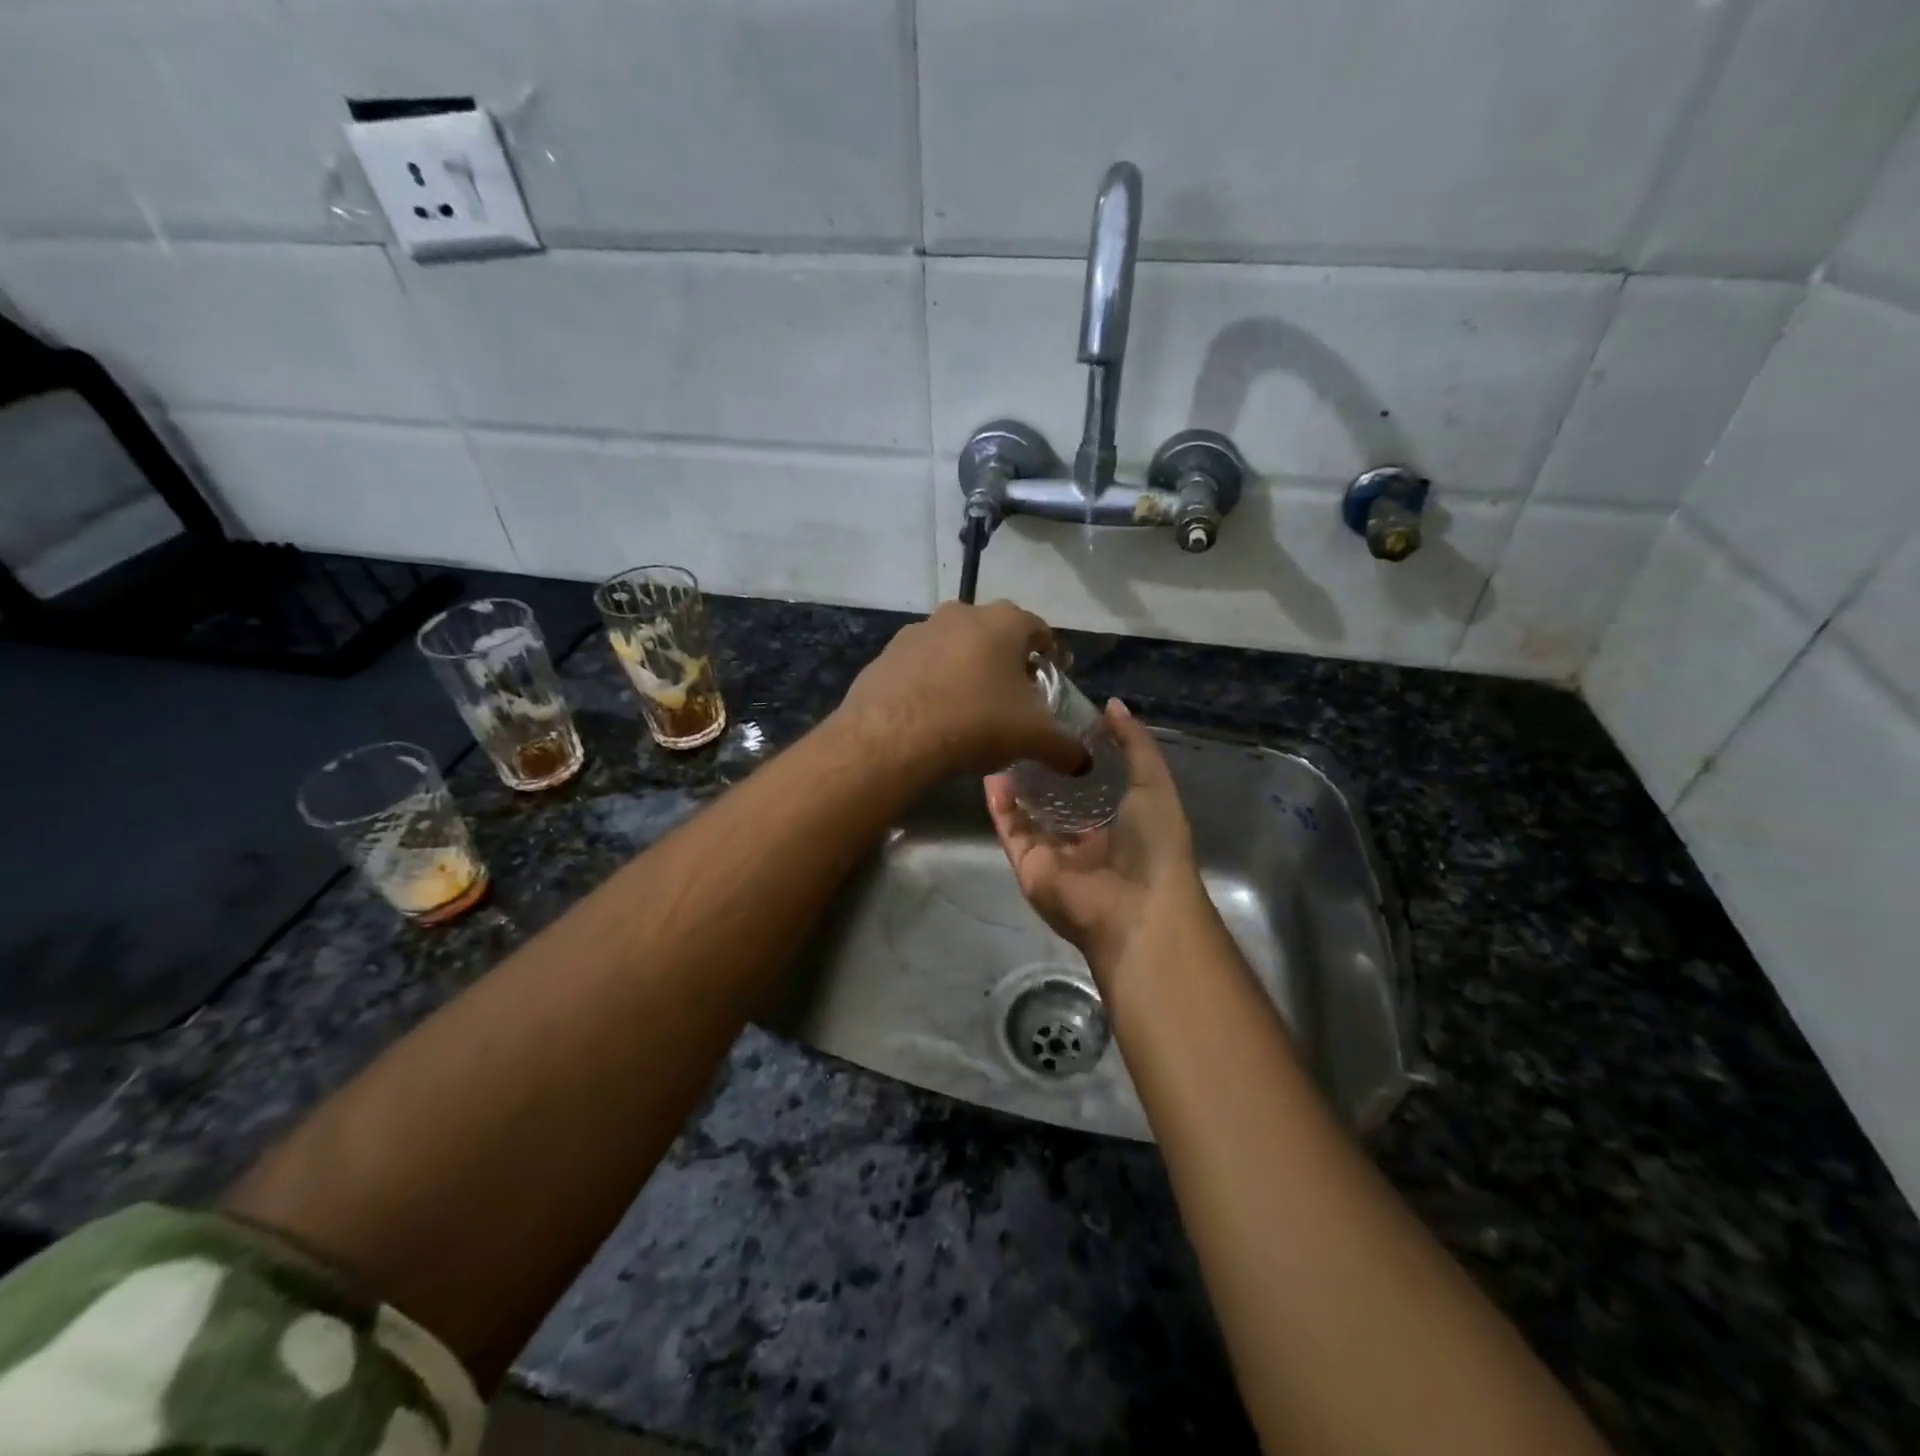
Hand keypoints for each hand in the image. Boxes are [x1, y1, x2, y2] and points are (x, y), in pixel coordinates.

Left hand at [834, 600, 1088, 781]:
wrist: (891, 736)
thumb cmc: (976, 722)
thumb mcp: (1033, 739)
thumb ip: (1065, 748)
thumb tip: (1086, 763)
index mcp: (1004, 622)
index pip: (1039, 630)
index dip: (1051, 654)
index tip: (1054, 676)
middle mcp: (961, 614)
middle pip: (996, 634)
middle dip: (1008, 661)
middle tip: (1016, 694)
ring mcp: (919, 631)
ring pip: (955, 646)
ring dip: (968, 668)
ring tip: (973, 706)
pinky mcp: (887, 654)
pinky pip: (922, 666)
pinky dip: (933, 682)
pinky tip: (935, 713)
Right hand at [985, 699, 1204, 973]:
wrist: (1136, 908)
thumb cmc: (1154, 843)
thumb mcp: (1154, 783)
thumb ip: (1135, 744)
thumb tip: (1111, 705)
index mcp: (1120, 824)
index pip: (1093, 786)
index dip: (1077, 757)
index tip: (1060, 722)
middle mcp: (1085, 841)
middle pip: (1056, 801)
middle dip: (1041, 770)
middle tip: (1023, 732)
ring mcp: (1055, 856)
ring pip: (1029, 815)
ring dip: (1016, 785)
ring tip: (1001, 746)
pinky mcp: (1029, 867)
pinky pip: (1011, 832)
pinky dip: (1000, 806)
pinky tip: (991, 774)